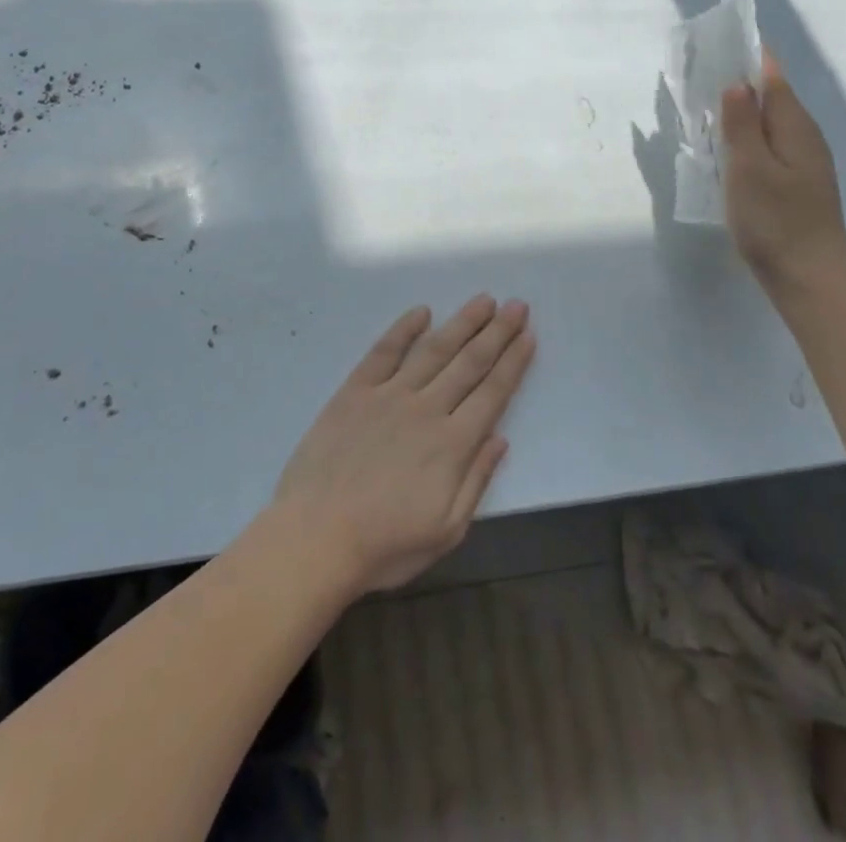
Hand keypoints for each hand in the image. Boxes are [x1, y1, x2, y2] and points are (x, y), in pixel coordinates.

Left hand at [271, 296, 535, 595]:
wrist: (316, 535)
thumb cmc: (385, 544)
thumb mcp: (446, 530)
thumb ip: (476, 480)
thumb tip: (500, 439)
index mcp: (453, 444)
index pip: (493, 393)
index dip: (513, 363)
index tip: (529, 336)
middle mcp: (426, 409)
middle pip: (470, 363)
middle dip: (497, 332)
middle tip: (517, 305)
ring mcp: (389, 395)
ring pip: (434, 350)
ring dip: (462, 323)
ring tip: (484, 301)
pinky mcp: (355, 390)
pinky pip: (384, 351)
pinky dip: (404, 329)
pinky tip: (421, 311)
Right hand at [721, 52, 845, 288]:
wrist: (809, 276)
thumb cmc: (776, 221)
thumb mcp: (749, 169)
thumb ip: (741, 125)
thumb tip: (736, 83)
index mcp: (795, 127)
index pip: (773, 77)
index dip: (750, 56)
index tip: (720, 41)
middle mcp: (804, 137)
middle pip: (773, 96)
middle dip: (742, 79)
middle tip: (701, 70)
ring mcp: (802, 161)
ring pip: (770, 121)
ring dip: (742, 108)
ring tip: (707, 102)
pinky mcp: (794, 181)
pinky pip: (768, 143)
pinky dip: (746, 134)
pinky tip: (726, 145)